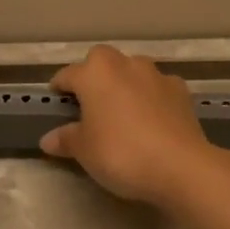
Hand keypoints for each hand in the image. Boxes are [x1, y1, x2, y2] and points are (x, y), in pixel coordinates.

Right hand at [40, 46, 224, 206]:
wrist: (180, 165)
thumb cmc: (120, 152)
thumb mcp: (84, 151)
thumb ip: (66, 140)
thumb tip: (48, 139)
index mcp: (95, 73)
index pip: (68, 75)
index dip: (59, 89)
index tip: (56, 104)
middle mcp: (125, 64)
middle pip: (102, 62)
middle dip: (94, 77)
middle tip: (90, 105)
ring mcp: (157, 75)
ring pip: (133, 71)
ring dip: (124, 85)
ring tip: (122, 113)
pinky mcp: (181, 91)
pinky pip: (157, 88)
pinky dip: (151, 98)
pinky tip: (151, 121)